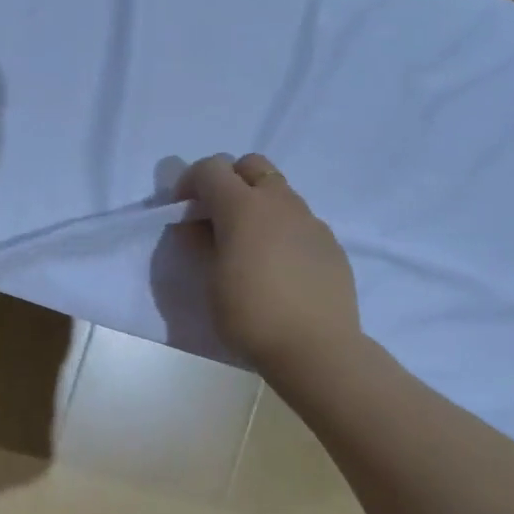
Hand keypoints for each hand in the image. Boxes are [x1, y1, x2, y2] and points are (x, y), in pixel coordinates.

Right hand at [181, 154, 360, 376]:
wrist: (316, 348)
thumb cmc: (250, 315)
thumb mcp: (210, 281)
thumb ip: (201, 244)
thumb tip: (196, 225)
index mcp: (243, 207)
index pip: (211, 168)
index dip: (190, 182)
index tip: (182, 210)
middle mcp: (280, 203)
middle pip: (251, 165)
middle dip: (228, 180)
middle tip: (216, 217)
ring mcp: (310, 221)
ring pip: (279, 192)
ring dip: (257, 205)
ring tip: (248, 245)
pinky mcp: (330, 243)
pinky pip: (300, 221)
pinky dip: (281, 229)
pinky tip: (278, 267)